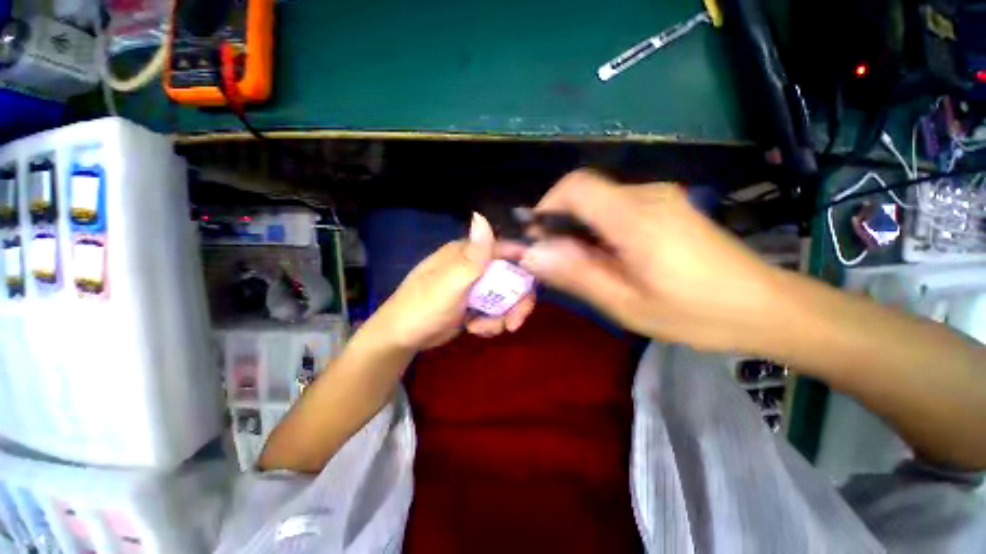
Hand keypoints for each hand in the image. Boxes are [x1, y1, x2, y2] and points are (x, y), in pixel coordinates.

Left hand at [369, 213, 535, 351]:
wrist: (403, 338)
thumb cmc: (422, 307)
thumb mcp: (449, 283)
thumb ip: (472, 255)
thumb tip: (481, 215)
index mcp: (468, 253)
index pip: (506, 249)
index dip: (525, 264)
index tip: (536, 284)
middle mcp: (476, 266)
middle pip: (512, 278)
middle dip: (516, 302)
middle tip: (512, 323)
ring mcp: (477, 287)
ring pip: (507, 298)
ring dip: (501, 317)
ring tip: (480, 329)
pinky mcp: (476, 305)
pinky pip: (497, 311)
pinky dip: (492, 324)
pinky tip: (475, 330)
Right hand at [518, 170, 779, 351]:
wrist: (764, 307)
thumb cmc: (695, 313)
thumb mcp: (625, 303)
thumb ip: (575, 274)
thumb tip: (531, 255)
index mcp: (635, 217)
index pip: (575, 186)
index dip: (545, 206)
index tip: (536, 239)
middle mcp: (646, 195)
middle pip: (584, 192)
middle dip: (558, 223)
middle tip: (555, 260)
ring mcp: (659, 197)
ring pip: (598, 201)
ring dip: (577, 228)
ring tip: (582, 264)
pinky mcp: (665, 206)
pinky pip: (616, 208)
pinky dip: (597, 228)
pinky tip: (607, 256)